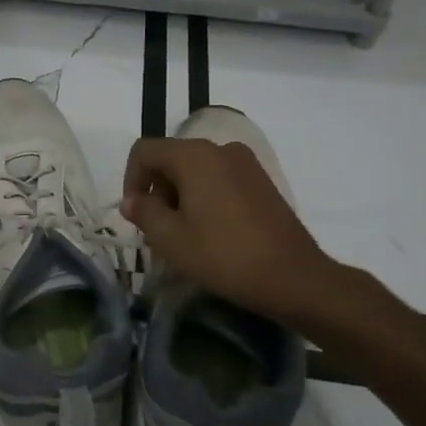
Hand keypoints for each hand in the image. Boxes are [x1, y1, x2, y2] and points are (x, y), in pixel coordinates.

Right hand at [122, 137, 342, 328]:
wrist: (294, 277)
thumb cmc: (224, 256)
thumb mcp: (171, 239)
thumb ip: (144, 212)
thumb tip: (132, 200)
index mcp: (194, 155)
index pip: (145, 151)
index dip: (130, 180)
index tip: (135, 215)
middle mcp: (220, 148)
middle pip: (172, 158)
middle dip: (157, 190)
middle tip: (158, 231)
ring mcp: (246, 163)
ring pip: (196, 170)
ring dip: (180, 196)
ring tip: (184, 235)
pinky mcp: (262, 181)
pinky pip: (219, 179)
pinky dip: (205, 197)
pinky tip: (210, 232)